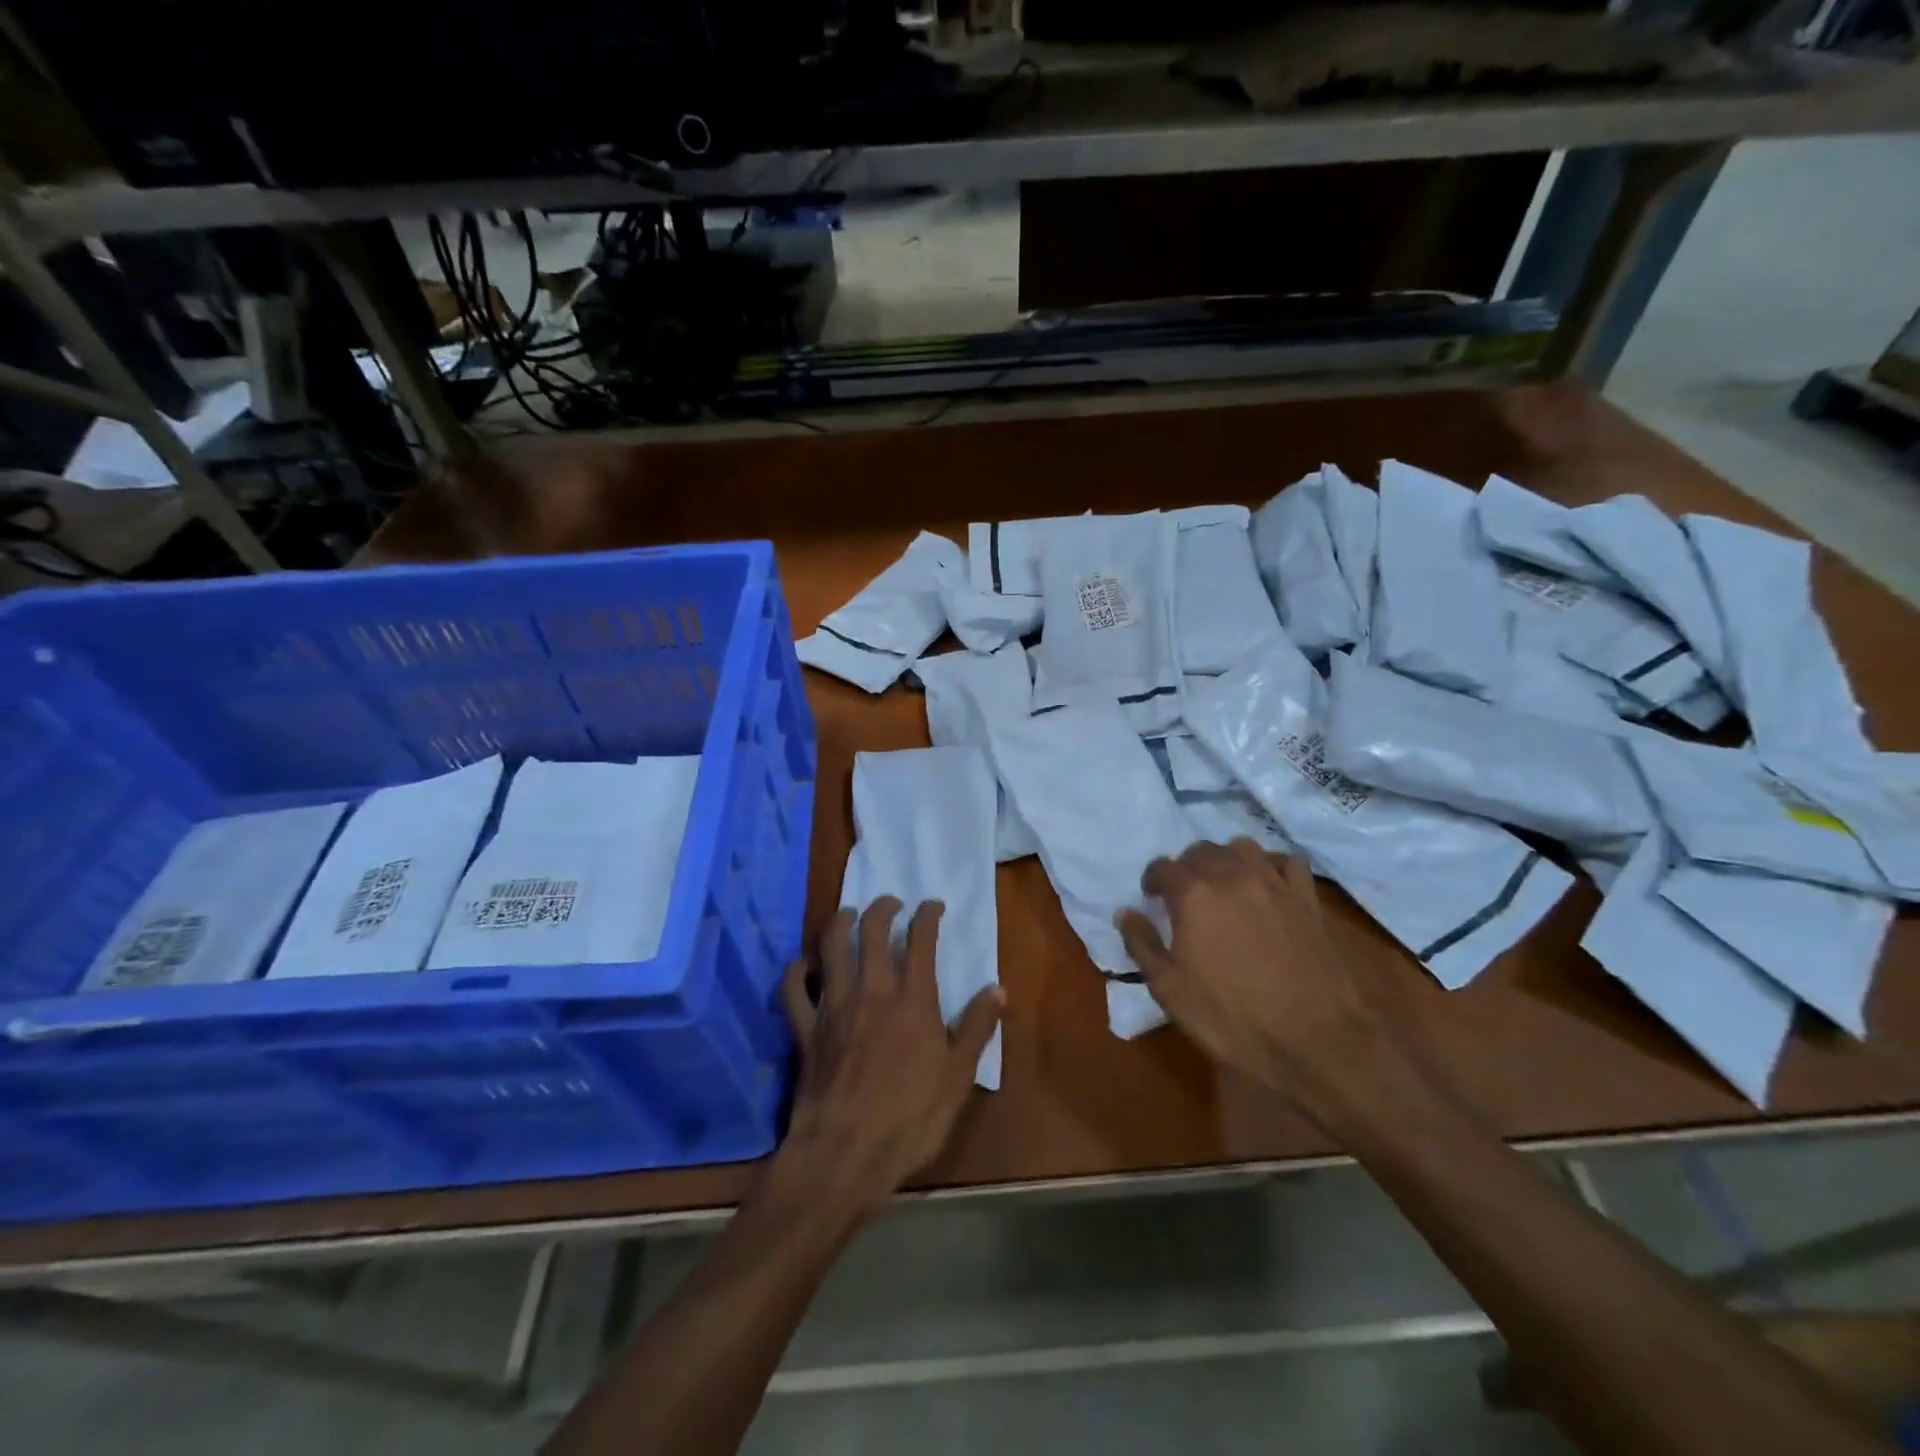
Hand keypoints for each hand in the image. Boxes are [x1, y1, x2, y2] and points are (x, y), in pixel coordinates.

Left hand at [777, 897, 1002, 1211]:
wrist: (845, 1152)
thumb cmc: (910, 1118)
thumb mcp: (958, 1077)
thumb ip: (976, 1028)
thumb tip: (997, 989)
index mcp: (913, 999)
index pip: (921, 939)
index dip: (928, 915)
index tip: (933, 905)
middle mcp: (872, 990)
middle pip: (872, 931)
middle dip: (882, 908)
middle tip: (890, 903)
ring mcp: (834, 1007)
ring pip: (831, 948)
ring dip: (840, 923)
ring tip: (848, 914)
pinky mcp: (805, 1029)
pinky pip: (794, 990)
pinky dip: (797, 972)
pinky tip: (803, 965)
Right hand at [1116, 841, 1382, 1106]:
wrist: (1315, 1040)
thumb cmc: (1232, 1018)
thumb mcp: (1170, 990)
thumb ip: (1142, 944)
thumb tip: (1126, 913)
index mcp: (1193, 894)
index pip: (1162, 867)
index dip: (1152, 881)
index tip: (1151, 899)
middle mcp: (1231, 876)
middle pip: (1201, 850)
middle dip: (1187, 867)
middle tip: (1185, 895)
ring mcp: (1273, 883)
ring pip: (1243, 847)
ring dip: (1227, 859)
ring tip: (1224, 885)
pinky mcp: (1307, 898)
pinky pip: (1288, 861)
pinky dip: (1273, 865)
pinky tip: (1269, 885)